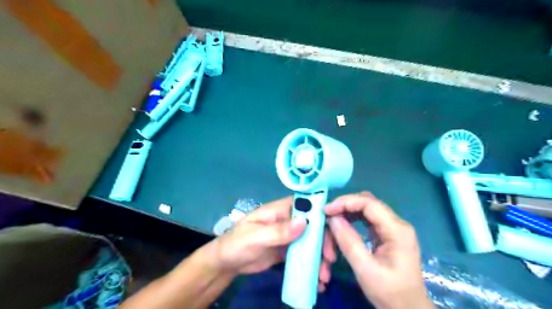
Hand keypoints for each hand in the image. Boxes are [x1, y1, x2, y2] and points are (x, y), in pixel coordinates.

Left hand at [214, 196, 336, 290]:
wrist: (227, 262)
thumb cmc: (237, 243)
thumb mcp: (256, 236)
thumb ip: (279, 230)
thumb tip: (305, 222)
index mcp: (280, 210)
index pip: (306, 206)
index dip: (322, 215)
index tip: (333, 231)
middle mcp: (288, 220)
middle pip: (313, 226)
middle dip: (324, 242)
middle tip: (329, 260)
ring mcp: (289, 236)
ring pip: (311, 242)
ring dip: (320, 257)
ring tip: (323, 277)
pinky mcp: (287, 250)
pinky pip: (304, 256)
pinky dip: (311, 266)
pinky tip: (316, 280)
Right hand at [325, 192, 435, 307]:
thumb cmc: (390, 293)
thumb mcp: (366, 269)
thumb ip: (349, 242)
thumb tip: (332, 219)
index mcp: (397, 229)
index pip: (368, 203)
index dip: (345, 202)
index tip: (326, 211)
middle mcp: (396, 224)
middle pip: (366, 203)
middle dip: (344, 209)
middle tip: (327, 218)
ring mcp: (391, 228)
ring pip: (364, 211)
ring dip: (346, 216)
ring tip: (332, 229)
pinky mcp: (386, 235)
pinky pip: (365, 220)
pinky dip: (351, 222)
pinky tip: (342, 230)